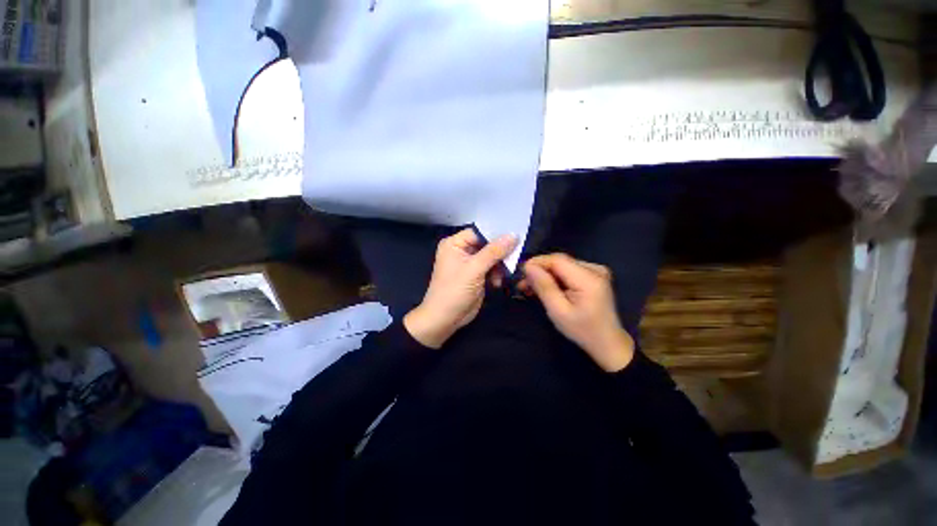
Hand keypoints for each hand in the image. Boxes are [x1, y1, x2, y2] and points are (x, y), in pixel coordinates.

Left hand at [404, 229, 518, 348]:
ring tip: (501, 276)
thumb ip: (494, 252)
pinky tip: (496, 283)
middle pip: (487, 244)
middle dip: (499, 253)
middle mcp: (461, 250)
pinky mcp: (475, 276)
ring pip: (491, 257)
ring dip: (499, 266)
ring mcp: (469, 264)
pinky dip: (496, 274)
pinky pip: (491, 268)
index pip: (479, 232)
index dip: (496, 234)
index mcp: (455, 244)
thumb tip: (513, 235)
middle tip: (513, 258)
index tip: (515, 237)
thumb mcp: (474, 269)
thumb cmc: (454, 291)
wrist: (445, 319)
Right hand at [521, 254, 634, 371]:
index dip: (537, 263)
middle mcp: (595, 269)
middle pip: (559, 262)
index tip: (520, 273)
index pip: (557, 260)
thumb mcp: (558, 311)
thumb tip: (528, 267)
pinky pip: (568, 271)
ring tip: (529, 287)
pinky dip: (555, 278)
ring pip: (562, 266)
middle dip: (539, 270)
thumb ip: (544, 286)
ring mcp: (596, 271)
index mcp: (589, 278)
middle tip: (522, 283)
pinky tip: (544, 287)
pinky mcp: (593, 276)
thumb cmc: (583, 331)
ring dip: (545, 275)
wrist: (608, 344)